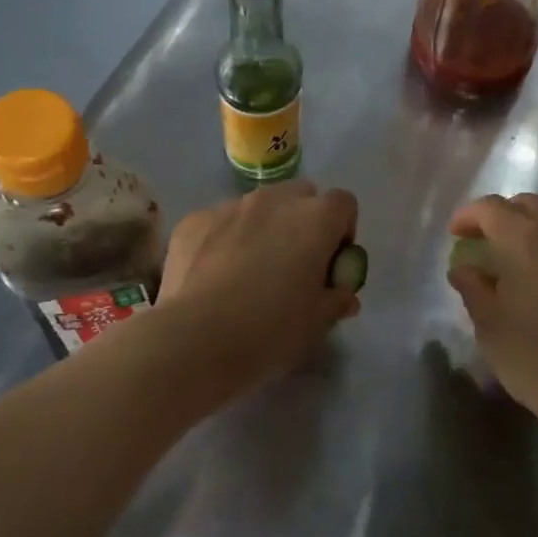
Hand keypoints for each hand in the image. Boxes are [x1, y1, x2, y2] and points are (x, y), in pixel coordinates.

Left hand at [156, 179, 359, 394]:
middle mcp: (274, 200)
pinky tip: (215, 277)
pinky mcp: (193, 221)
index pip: (343, 204)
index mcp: (315, 219)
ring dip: (263, 228)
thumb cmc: (271, 331)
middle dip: (303, 221)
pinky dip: (224, 240)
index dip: (343, 231)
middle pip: (300, 196)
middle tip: (295, 264)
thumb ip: (337, 299)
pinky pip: (219, 222)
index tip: (332, 263)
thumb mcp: (318, 323)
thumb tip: (344, 294)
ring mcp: (230, 207)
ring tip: (250, 272)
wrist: (195, 340)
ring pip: (258, 206)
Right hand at [446, 193, 537, 433]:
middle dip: (495, 215)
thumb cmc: (534, 357)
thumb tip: (463, 267)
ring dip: (518, 228)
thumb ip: (472, 286)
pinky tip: (523, 275)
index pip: (491, 208)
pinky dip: (536, 244)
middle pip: (523, 205)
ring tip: (497, 259)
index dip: (467, 216)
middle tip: (475, 240)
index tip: (452, 235)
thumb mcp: (489, 323)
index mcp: (526, 240)